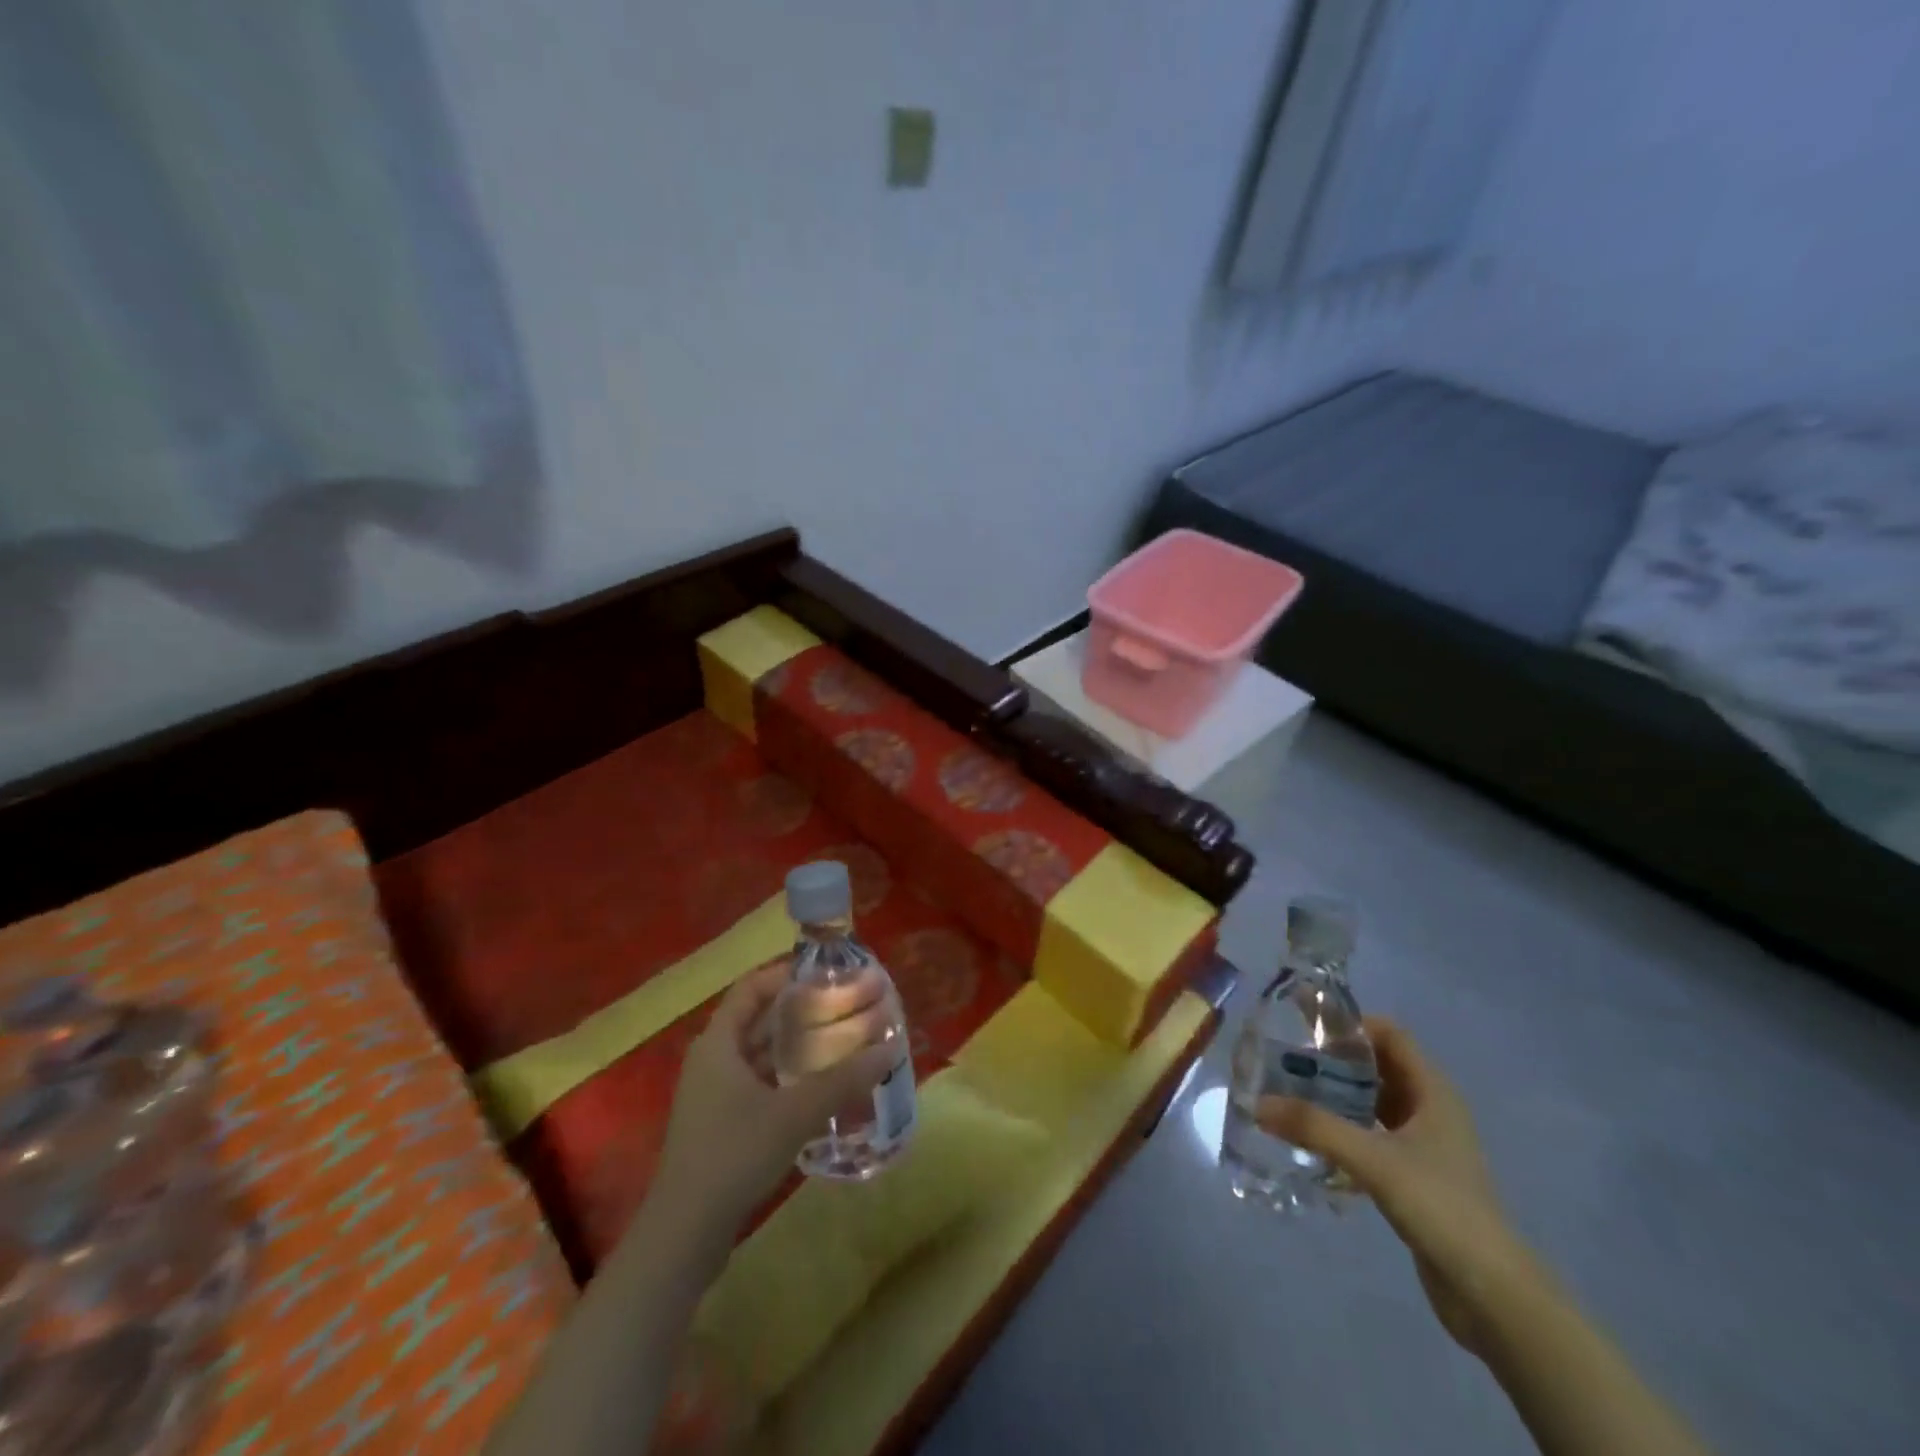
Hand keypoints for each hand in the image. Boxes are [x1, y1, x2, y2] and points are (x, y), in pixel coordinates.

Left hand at [651, 961, 897, 1240]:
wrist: (684, 1234)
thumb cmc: (734, 1155)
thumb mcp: (794, 1113)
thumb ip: (843, 1080)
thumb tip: (891, 1049)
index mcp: (718, 1042)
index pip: (752, 988)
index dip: (787, 974)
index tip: (827, 972)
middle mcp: (713, 1060)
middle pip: (759, 1020)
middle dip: (801, 1011)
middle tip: (845, 1005)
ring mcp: (714, 1094)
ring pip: (760, 1054)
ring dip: (797, 1046)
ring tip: (841, 1039)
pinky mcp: (721, 1123)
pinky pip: (759, 1083)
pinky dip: (788, 1076)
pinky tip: (821, 1086)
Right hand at [1257, 1017, 1533, 1357]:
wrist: (1492, 1293)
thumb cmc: (1441, 1207)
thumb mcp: (1373, 1160)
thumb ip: (1315, 1127)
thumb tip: (1257, 1103)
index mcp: (1433, 1091)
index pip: (1389, 1034)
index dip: (1350, 1024)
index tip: (1305, 1025)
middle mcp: (1431, 1109)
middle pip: (1378, 1065)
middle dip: (1335, 1058)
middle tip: (1286, 1056)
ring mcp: (1424, 1144)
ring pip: (1374, 1101)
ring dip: (1337, 1093)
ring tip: (1290, 1091)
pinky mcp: (1415, 1174)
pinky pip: (1372, 1133)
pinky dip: (1344, 1126)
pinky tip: (1312, 1137)